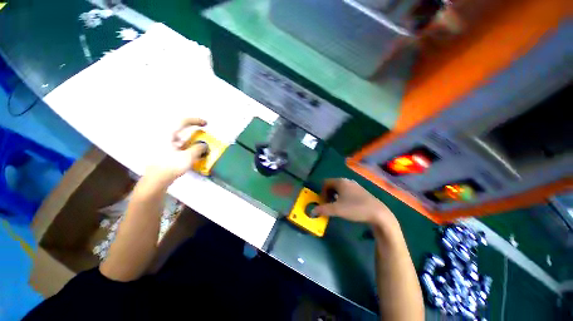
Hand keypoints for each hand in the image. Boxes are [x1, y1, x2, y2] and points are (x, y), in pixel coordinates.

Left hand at [147, 118, 207, 180]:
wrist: (156, 180)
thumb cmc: (171, 166)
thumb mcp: (189, 156)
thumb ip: (199, 148)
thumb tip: (204, 145)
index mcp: (168, 134)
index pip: (182, 122)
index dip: (196, 121)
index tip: (205, 123)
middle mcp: (164, 137)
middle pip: (180, 129)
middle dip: (193, 129)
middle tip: (203, 132)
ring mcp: (162, 145)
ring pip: (179, 137)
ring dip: (190, 138)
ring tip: (199, 143)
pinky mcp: (163, 152)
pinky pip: (177, 144)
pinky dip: (186, 145)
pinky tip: (191, 151)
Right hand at [313, 178, 396, 227]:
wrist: (378, 213)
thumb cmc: (355, 208)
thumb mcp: (336, 209)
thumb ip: (323, 209)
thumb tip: (312, 211)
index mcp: (340, 182)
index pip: (325, 182)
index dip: (322, 192)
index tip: (324, 202)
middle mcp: (347, 181)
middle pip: (332, 184)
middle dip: (328, 193)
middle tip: (329, 204)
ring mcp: (355, 186)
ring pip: (340, 188)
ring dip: (335, 195)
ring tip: (337, 205)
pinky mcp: (361, 191)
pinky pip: (348, 191)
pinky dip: (343, 196)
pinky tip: (347, 205)